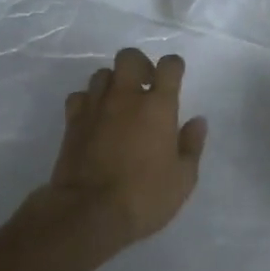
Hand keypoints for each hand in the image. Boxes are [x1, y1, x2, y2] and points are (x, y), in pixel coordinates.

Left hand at [30, 47, 207, 260]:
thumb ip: (192, 145)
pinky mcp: (72, 122)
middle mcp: (125, 97)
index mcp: (158, 106)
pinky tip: (95, 117)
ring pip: (102, 74)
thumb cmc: (144, 197)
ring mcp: (95, 107)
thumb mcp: (183, 179)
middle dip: (139, 65)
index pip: (169, 66)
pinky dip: (88, 101)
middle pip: (129, 57)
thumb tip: (197, 121)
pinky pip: (79, 96)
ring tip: (120, 104)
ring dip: (113, 83)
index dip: (174, 66)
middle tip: (146, 86)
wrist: (89, 212)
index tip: (175, 77)